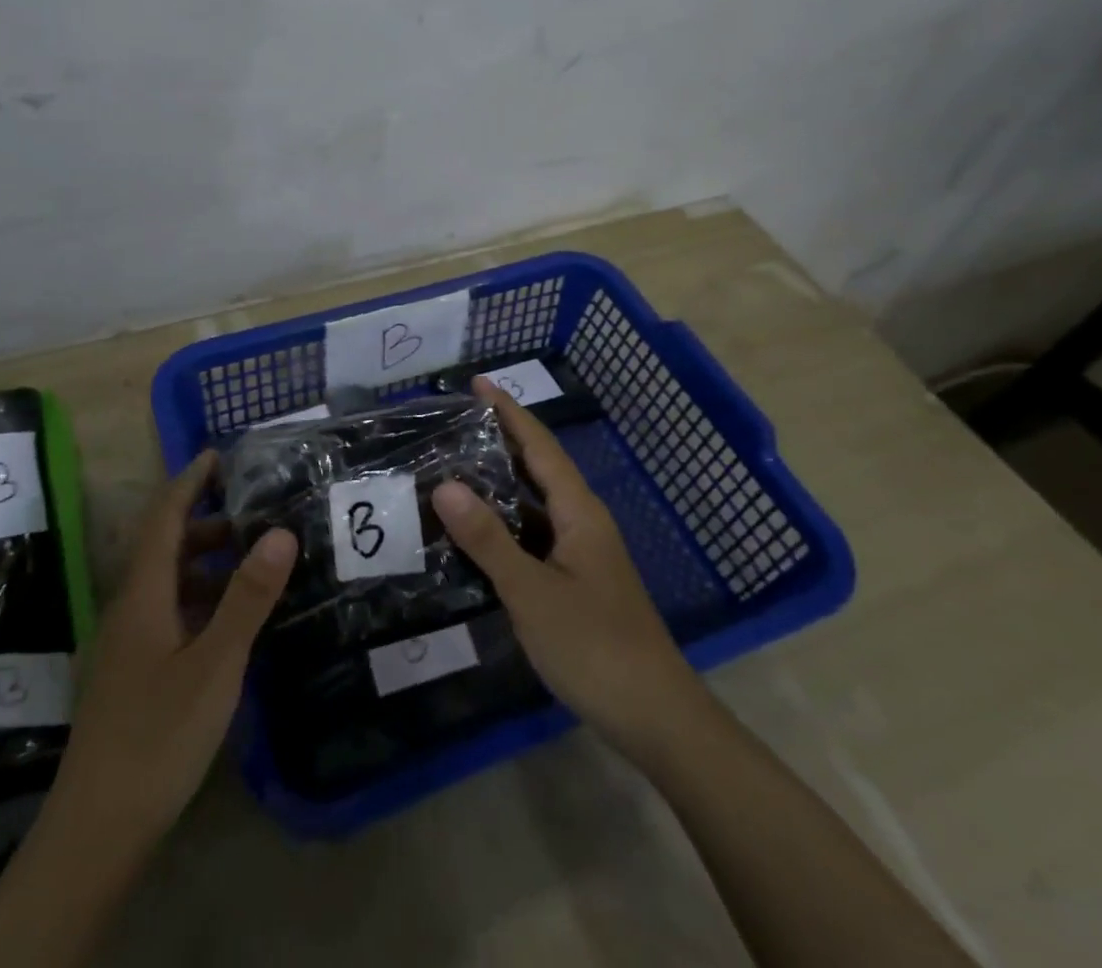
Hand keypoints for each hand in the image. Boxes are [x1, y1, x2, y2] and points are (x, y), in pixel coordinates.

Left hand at [52, 449, 297, 843]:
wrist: (97, 828)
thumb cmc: (157, 737)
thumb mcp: (215, 665)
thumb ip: (247, 598)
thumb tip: (280, 531)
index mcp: (143, 594)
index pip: (164, 517)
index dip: (189, 481)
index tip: (218, 454)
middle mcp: (130, 607)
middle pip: (165, 546)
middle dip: (206, 521)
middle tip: (254, 511)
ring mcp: (128, 642)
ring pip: (168, 582)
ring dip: (205, 562)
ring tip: (253, 561)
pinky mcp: (133, 672)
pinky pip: (169, 612)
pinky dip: (201, 599)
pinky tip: (230, 620)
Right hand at [433, 378, 697, 750]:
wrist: (656, 718)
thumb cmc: (595, 647)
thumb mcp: (532, 592)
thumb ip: (488, 539)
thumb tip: (445, 485)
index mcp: (579, 512)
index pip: (539, 447)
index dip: (508, 412)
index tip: (478, 383)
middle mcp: (582, 522)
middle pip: (538, 467)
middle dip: (501, 440)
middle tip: (454, 422)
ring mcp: (581, 554)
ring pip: (534, 504)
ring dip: (499, 482)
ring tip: (453, 467)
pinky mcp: (576, 581)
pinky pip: (533, 535)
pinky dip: (504, 523)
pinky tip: (475, 533)